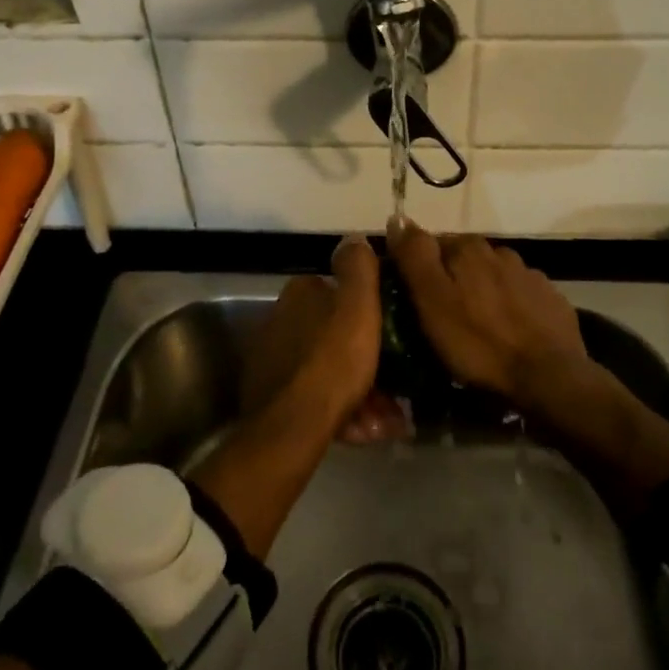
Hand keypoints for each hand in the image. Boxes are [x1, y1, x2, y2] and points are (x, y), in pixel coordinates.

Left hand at [243, 236, 403, 441]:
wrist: (293, 427)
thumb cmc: (333, 359)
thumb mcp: (358, 305)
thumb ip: (359, 267)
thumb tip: (354, 238)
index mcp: (299, 293)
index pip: (338, 291)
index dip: (369, 312)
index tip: (393, 335)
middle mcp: (280, 320)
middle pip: (335, 336)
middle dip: (367, 360)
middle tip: (396, 389)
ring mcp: (273, 361)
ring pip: (329, 371)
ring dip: (361, 393)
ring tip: (385, 420)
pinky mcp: (272, 397)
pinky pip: (316, 398)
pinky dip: (341, 412)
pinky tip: (364, 431)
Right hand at [386, 221, 584, 406]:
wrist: (549, 377)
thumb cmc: (478, 342)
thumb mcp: (432, 301)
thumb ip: (414, 256)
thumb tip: (398, 217)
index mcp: (467, 248)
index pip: (432, 244)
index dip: (420, 269)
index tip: (414, 297)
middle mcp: (500, 251)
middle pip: (464, 259)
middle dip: (452, 279)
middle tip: (443, 315)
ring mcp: (529, 275)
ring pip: (494, 276)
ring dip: (482, 292)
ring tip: (476, 326)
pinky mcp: (551, 300)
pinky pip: (521, 296)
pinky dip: (510, 307)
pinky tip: (508, 331)